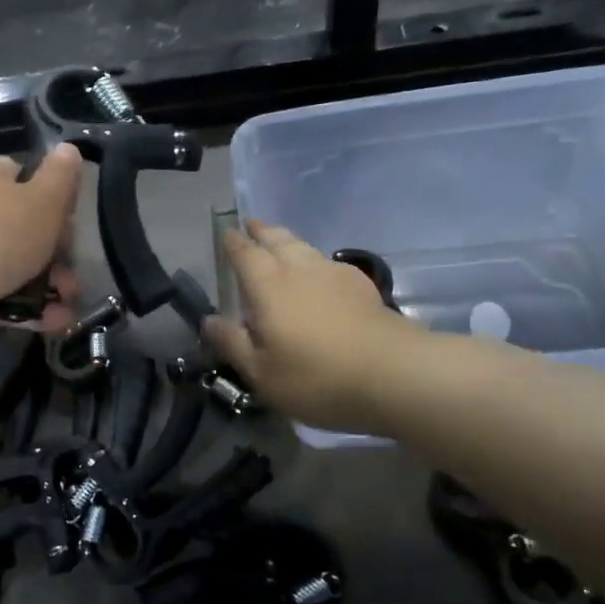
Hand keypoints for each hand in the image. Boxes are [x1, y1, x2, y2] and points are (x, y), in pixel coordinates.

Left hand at [0, 145, 83, 367]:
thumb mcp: (42, 198)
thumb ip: (61, 177)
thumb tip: (69, 149)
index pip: (24, 178)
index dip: (54, 199)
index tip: (73, 221)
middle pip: (24, 227)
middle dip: (56, 251)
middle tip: (73, 269)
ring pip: (16, 267)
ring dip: (49, 284)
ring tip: (70, 300)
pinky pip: (4, 300)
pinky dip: (31, 310)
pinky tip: (54, 321)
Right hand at [206, 221, 424, 432]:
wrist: (395, 375)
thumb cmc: (316, 377)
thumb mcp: (261, 373)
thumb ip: (232, 343)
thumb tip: (209, 320)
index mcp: (267, 284)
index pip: (243, 252)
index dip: (232, 241)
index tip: (226, 233)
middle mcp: (298, 267)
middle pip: (276, 238)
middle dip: (261, 230)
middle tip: (252, 226)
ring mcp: (334, 273)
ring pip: (304, 246)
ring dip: (287, 241)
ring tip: (281, 244)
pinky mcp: (362, 285)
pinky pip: (328, 262)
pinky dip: (315, 261)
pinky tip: (320, 276)